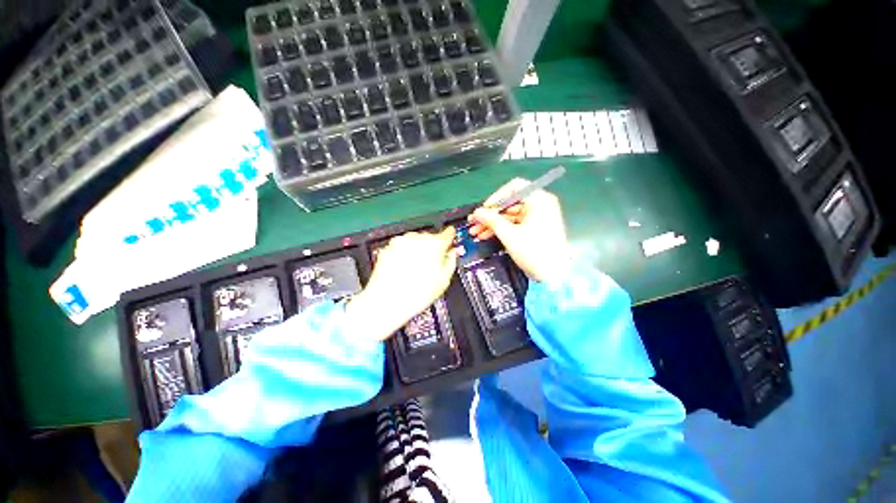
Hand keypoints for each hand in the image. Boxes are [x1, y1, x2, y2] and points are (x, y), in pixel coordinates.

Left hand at [344, 228, 457, 340]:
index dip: (450, 237)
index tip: (450, 239)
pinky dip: (405, 254)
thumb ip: (451, 262)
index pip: (448, 233)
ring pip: (415, 241)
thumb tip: (452, 254)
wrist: (387, 302)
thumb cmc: (415, 295)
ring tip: (416, 270)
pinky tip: (405, 270)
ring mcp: (401, 242)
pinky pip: (401, 247)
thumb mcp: (444, 281)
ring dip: (418, 250)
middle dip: (433, 248)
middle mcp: (417, 239)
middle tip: (432, 264)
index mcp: (434, 245)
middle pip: (430, 237)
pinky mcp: (388, 248)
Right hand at [468, 178, 570, 282]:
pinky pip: (515, 224)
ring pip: (510, 215)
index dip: (496, 197)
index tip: (483, 210)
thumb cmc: (534, 252)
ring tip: (476, 233)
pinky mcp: (535, 228)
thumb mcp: (509, 235)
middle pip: (510, 203)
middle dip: (490, 215)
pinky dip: (501, 229)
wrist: (554, 276)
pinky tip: (486, 236)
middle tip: (474, 223)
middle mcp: (540, 204)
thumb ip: (491, 220)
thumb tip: (476, 213)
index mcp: (539, 200)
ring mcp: (538, 217)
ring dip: (493, 223)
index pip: (514, 188)